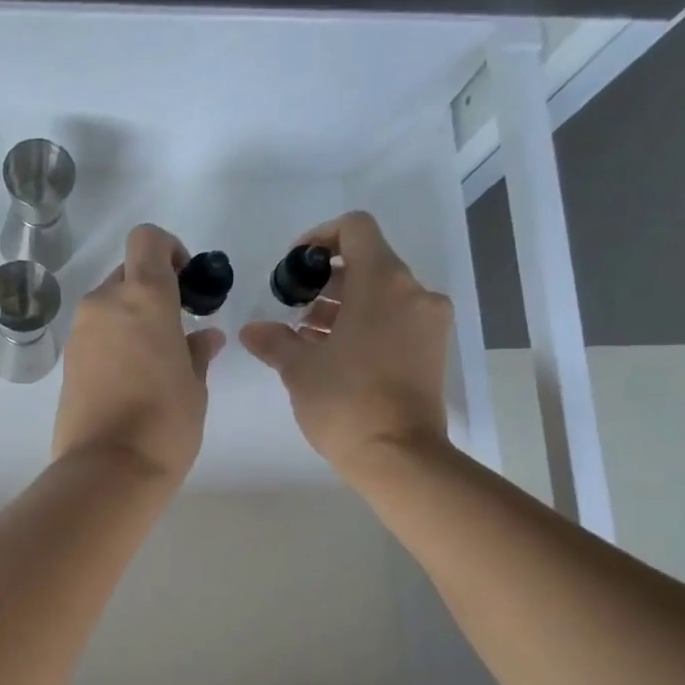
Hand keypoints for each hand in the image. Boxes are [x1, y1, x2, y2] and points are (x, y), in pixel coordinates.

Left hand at [53, 223, 224, 485]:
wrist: (108, 470)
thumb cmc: (165, 423)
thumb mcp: (195, 386)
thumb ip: (197, 352)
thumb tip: (204, 338)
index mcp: (143, 297)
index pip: (148, 240)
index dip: (169, 250)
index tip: (186, 283)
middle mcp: (104, 304)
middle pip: (127, 275)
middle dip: (151, 292)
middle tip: (175, 331)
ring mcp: (80, 334)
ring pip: (108, 308)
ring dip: (130, 320)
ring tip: (154, 363)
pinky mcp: (67, 364)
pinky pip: (95, 337)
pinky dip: (113, 344)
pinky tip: (131, 382)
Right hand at [240, 211, 452, 480]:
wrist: (399, 456)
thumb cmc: (346, 402)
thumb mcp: (299, 369)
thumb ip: (274, 341)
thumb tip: (252, 330)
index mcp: (383, 282)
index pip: (355, 228)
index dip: (319, 237)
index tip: (294, 267)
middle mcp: (413, 293)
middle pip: (368, 264)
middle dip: (326, 281)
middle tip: (293, 309)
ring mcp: (428, 323)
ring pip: (382, 296)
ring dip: (344, 307)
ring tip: (307, 338)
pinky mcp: (432, 351)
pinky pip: (395, 321)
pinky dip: (365, 326)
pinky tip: (334, 356)